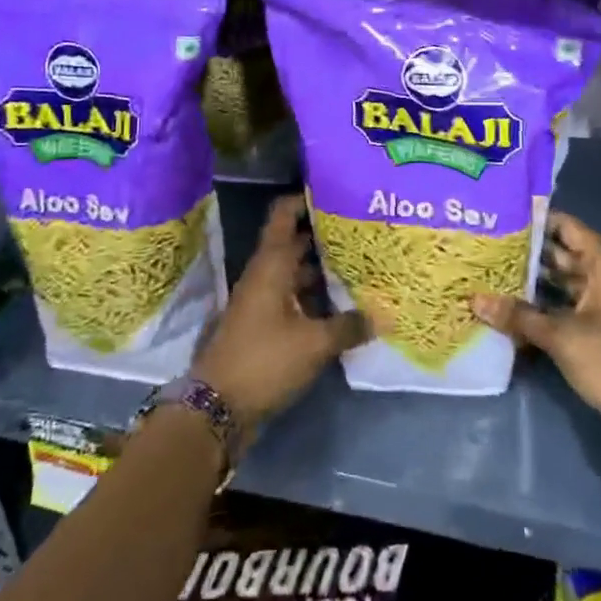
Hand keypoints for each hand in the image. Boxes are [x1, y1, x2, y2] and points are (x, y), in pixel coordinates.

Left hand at [193, 194, 368, 432]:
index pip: (284, 214)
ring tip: (361, 264)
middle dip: (325, 235)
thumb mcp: (313, 343)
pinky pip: (294, 299)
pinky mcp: (264, 326)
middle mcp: (265, 275)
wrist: (217, 408)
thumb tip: (383, 315)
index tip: (336, 192)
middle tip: (362, 229)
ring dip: (323, 269)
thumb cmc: (264, 360)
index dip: (306, 199)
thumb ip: (349, 326)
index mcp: (271, 264)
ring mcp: (262, 301)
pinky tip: (343, 306)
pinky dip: (315, 298)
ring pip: (296, 273)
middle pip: (295, 242)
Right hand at [473, 212, 600, 459]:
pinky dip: (539, 308)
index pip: (565, 227)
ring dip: (529, 282)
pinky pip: (562, 308)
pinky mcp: (596, 330)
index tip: (499, 216)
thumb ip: (517, 315)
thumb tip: (474, 299)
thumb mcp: (560, 335)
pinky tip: (507, 309)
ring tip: (487, 273)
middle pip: (560, 254)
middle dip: (525, 253)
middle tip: (484, 246)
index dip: (534, 220)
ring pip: (559, 284)